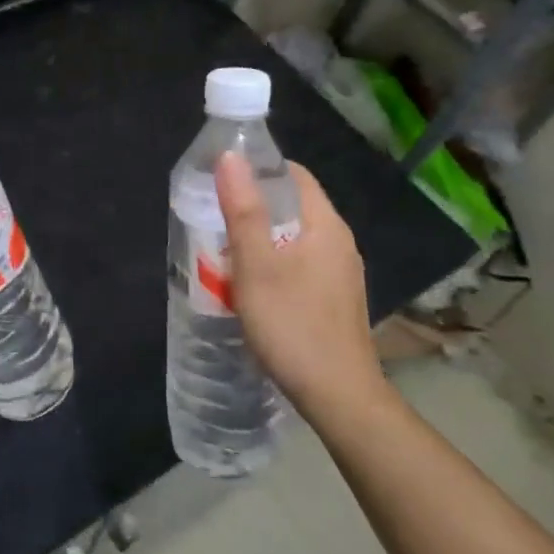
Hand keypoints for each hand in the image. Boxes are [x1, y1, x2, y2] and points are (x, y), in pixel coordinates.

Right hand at [215, 154, 390, 424]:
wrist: (339, 397)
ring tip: (224, 251)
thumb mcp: (257, 266)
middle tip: (214, 217)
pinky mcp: (335, 300)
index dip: (258, 169)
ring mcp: (340, 274)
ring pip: (295, 239)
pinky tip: (251, 286)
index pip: (294, 175)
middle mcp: (339, 243)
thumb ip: (243, 210)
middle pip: (293, 207)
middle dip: (254, 207)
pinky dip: (274, 264)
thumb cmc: (293, 325)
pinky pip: (301, 265)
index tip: (221, 179)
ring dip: (261, 239)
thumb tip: (231, 157)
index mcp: (326, 226)